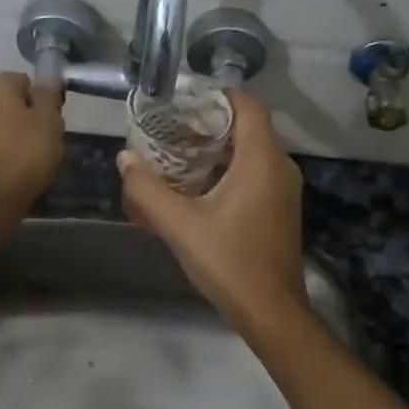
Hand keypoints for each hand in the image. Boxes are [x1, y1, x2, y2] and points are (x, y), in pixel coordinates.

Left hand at [0, 72, 65, 213]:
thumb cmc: (26, 151)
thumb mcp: (49, 119)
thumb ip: (48, 94)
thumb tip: (47, 78)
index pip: (25, 81)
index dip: (41, 100)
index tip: (51, 120)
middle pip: (9, 101)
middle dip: (25, 115)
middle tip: (42, 138)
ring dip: (10, 131)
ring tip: (28, 156)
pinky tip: (11, 166)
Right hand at [118, 90, 307, 326]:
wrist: (272, 313)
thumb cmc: (230, 262)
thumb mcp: (180, 226)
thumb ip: (147, 190)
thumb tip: (125, 159)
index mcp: (261, 160)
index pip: (248, 105)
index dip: (216, 95)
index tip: (182, 101)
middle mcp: (279, 167)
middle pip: (246, 127)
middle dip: (207, 125)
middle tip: (168, 130)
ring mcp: (283, 189)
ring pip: (249, 153)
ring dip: (214, 151)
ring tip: (174, 157)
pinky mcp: (279, 208)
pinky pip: (253, 174)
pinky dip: (225, 172)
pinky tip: (194, 190)